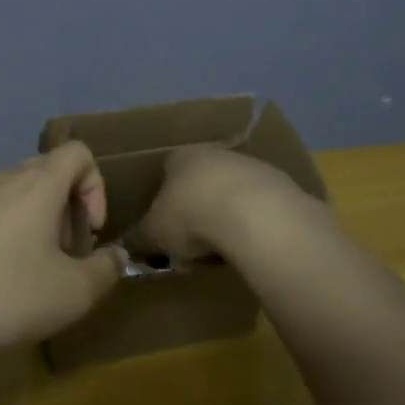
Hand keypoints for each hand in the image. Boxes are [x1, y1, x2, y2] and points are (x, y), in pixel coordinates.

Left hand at [0, 142, 122, 358]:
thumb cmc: (9, 297)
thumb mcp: (75, 294)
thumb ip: (106, 269)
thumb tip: (116, 256)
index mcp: (37, 184)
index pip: (77, 152)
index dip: (95, 186)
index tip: (91, 230)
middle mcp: (1, 178)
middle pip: (45, 171)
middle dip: (64, 207)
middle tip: (63, 255)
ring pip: (13, 192)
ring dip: (32, 220)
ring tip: (27, 270)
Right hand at [137, 145, 334, 268]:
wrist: (255, 216)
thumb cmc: (192, 216)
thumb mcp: (154, 233)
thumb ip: (138, 238)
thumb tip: (123, 247)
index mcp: (181, 156)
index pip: (166, 170)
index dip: (163, 199)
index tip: (165, 227)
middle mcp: (215, 153)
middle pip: (201, 180)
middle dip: (197, 208)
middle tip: (192, 242)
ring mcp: (252, 166)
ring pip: (232, 193)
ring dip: (226, 216)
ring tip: (222, 250)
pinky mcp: (281, 186)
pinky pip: (259, 208)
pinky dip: (253, 225)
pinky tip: (250, 246)